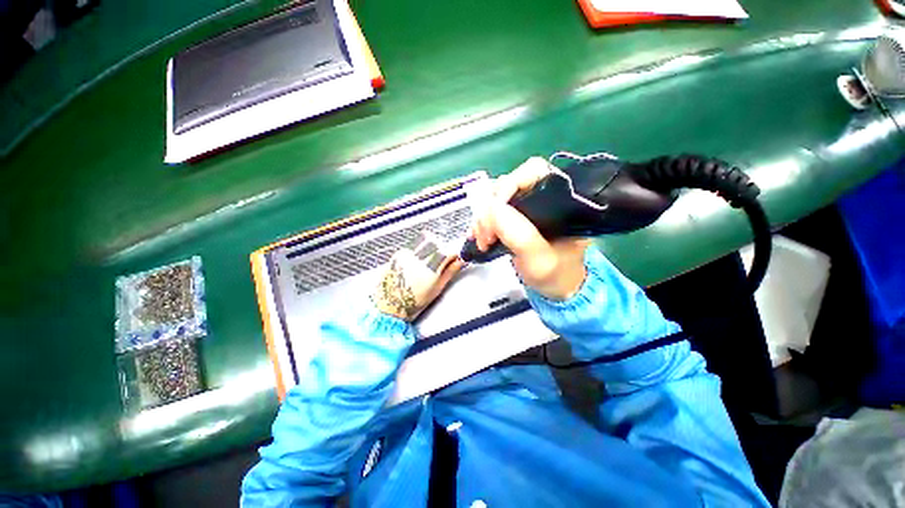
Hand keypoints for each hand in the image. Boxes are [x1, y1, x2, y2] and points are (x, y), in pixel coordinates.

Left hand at [372, 231, 463, 320]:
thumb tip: (460, 261)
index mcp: (432, 266)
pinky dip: (419, 250)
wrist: (391, 304)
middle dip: (442, 250)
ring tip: (428, 262)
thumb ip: (450, 271)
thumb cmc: (414, 300)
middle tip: (441, 262)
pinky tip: (416, 263)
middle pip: (438, 242)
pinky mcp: (399, 253)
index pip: (449, 251)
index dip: (454, 256)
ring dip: (431, 247)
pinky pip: (414, 245)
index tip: (454, 261)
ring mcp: (408, 253)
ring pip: (426, 240)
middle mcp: (420, 256)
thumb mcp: (437, 288)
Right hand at [472, 156, 589, 299]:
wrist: (554, 287)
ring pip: (494, 200)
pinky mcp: (512, 219)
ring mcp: (524, 208)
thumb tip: (492, 207)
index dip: (510, 185)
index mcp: (559, 199)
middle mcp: (540, 197)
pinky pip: (490, 213)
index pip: (532, 171)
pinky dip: (481, 225)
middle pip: (507, 186)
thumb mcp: (540, 258)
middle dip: (491, 210)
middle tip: (486, 237)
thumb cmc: (555, 273)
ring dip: (483, 220)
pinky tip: (478, 238)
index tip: (495, 211)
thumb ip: (519, 234)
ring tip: (483, 242)